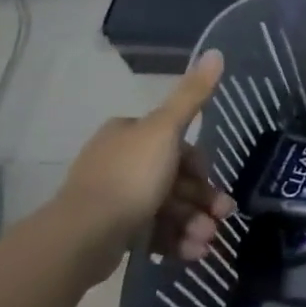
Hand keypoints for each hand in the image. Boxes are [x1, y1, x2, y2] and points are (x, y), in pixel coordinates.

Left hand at [59, 50, 233, 276]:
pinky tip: (191, 254)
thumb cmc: (130, 176)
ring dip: (193, 224)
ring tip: (206, 244)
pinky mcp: (112, 232)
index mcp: (129, 133)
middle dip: (202, 201)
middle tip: (221, 219)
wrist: (84, 236)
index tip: (213, 182)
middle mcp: (119, 161)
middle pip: (175, 178)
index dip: (200, 164)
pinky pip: (152, 233)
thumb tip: (216, 51)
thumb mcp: (167, 130)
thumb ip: (192, 95)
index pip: (177, 143)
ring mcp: (114, 199)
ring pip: (167, 208)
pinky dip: (175, 242)